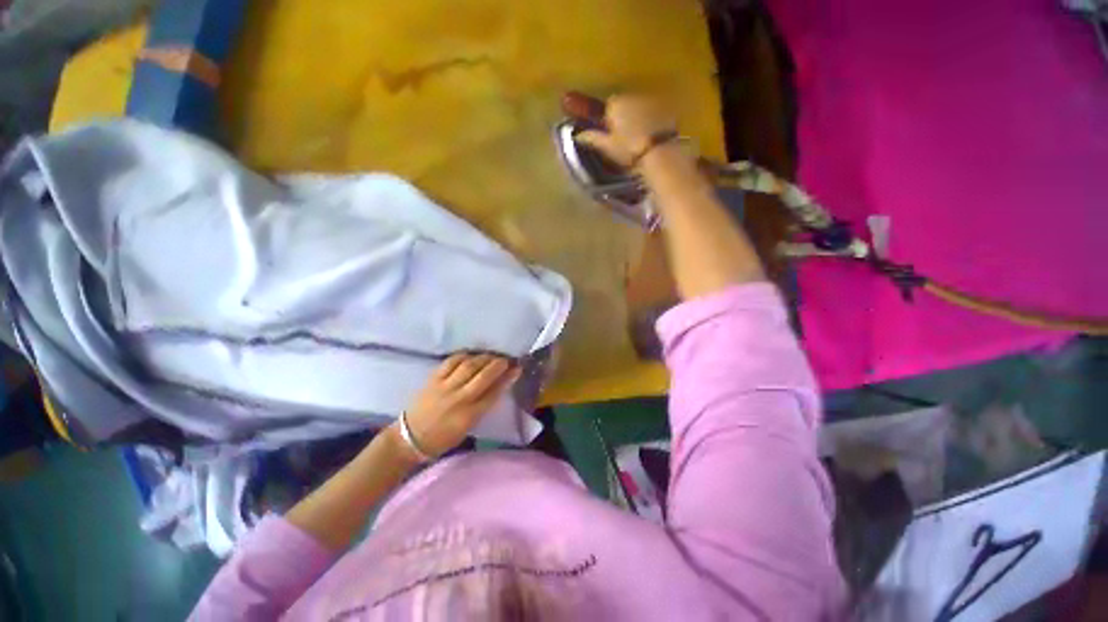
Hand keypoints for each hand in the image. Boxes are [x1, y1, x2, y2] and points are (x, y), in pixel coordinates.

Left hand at [400, 354, 519, 458]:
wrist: (409, 438)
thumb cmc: (442, 438)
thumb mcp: (467, 428)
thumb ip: (483, 407)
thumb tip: (497, 386)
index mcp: (469, 416)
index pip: (494, 392)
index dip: (508, 378)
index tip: (517, 368)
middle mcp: (459, 399)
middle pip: (483, 376)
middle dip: (498, 364)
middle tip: (506, 359)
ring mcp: (444, 387)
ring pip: (469, 366)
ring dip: (484, 358)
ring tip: (491, 356)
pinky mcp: (433, 379)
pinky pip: (451, 362)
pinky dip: (464, 356)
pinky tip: (471, 355)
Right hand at [576, 94, 678, 167]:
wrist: (659, 152)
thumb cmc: (629, 149)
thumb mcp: (607, 146)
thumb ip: (592, 138)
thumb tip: (578, 135)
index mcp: (616, 103)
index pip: (607, 105)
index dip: (608, 118)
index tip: (609, 131)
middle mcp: (633, 95)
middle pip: (624, 102)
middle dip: (623, 115)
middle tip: (623, 136)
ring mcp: (651, 99)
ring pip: (639, 105)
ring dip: (637, 116)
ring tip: (638, 136)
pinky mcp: (667, 107)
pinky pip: (654, 111)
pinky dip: (651, 119)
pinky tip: (651, 134)